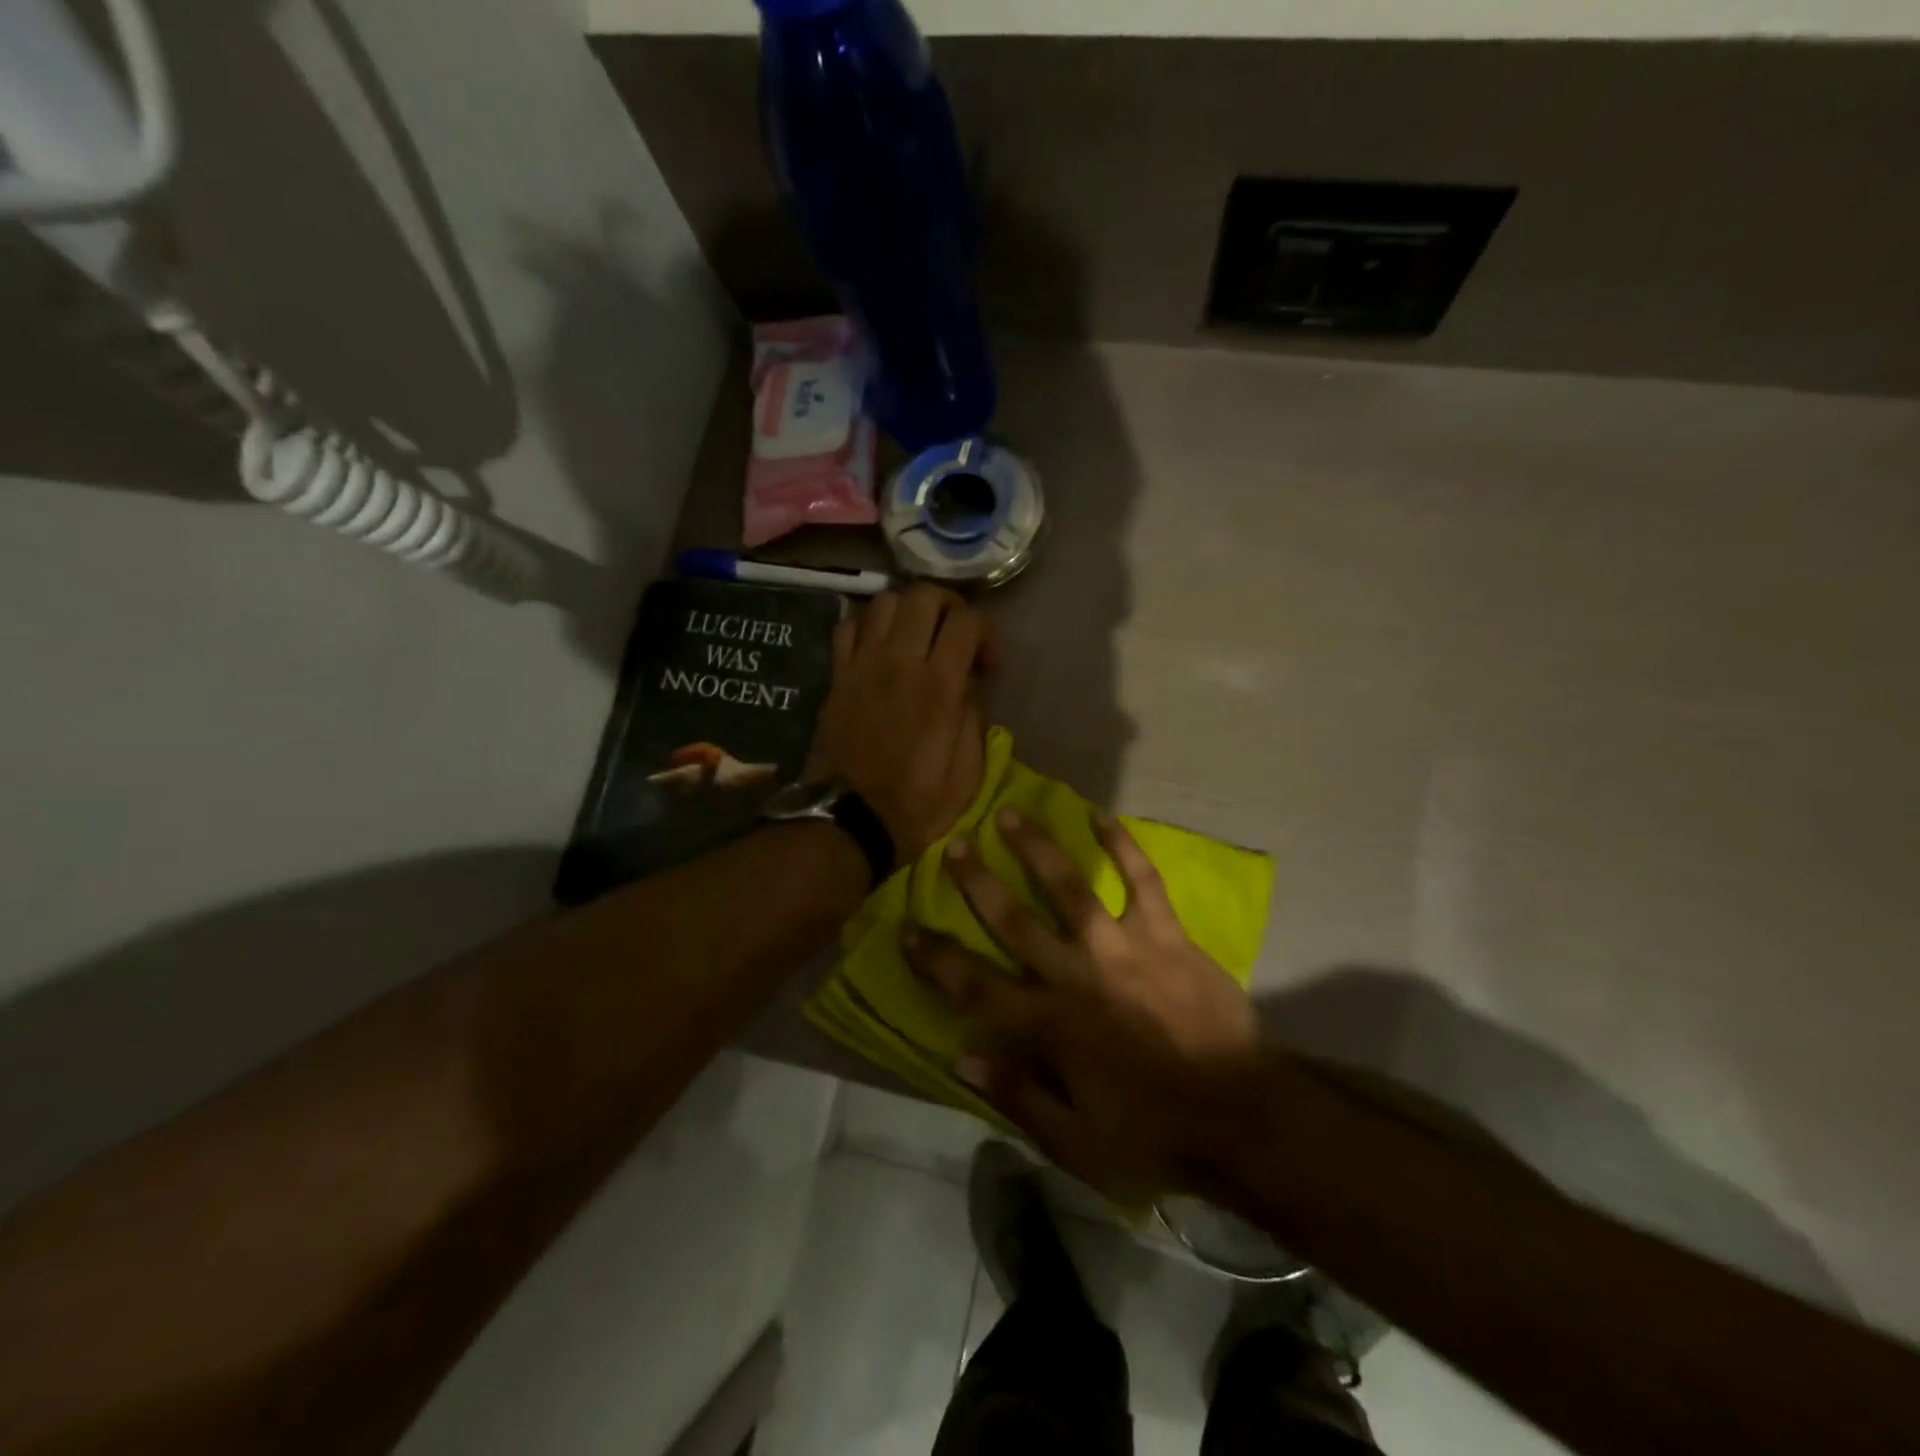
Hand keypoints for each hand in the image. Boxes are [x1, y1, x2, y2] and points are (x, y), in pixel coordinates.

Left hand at [806, 584, 993, 862]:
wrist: (849, 821)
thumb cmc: (915, 804)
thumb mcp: (967, 774)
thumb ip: (973, 719)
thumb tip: (966, 685)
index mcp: (938, 687)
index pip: (966, 622)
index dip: (986, 633)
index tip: (988, 666)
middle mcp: (899, 663)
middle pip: (923, 595)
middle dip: (949, 606)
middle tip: (955, 636)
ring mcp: (862, 665)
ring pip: (884, 602)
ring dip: (908, 610)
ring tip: (918, 637)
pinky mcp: (837, 676)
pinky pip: (848, 626)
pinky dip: (868, 625)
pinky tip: (880, 646)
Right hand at [906, 810, 1258, 1202]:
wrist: (1241, 1116)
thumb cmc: (1153, 1134)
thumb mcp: (1076, 1144)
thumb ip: (1018, 1096)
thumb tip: (962, 1056)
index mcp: (1051, 1026)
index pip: (976, 988)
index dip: (937, 960)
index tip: (907, 929)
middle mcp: (1078, 976)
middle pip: (1014, 922)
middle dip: (978, 882)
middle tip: (954, 845)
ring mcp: (1124, 949)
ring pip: (1070, 888)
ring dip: (1037, 849)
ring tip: (1011, 814)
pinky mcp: (1167, 936)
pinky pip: (1143, 882)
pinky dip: (1122, 847)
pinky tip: (1102, 816)